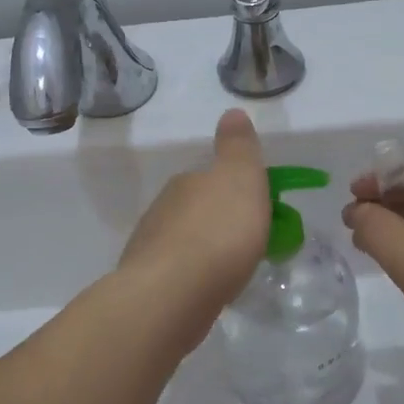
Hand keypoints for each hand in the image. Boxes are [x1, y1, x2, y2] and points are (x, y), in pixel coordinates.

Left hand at [119, 110, 269, 346]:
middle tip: (246, 244)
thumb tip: (232, 112)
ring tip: (228, 271)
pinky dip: (190, 276)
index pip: (210, 178)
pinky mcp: (146, 283)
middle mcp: (163, 208)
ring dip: (202, 250)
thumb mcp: (241, 178)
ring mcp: (150, 246)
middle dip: (217, 221)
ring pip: (183, 241)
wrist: (173, 292)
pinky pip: (175, 272)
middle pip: (195, 209)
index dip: (234, 191)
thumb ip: (238, 147)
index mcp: (187, 182)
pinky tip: (205, 291)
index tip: (256, 211)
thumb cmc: (219, 232)